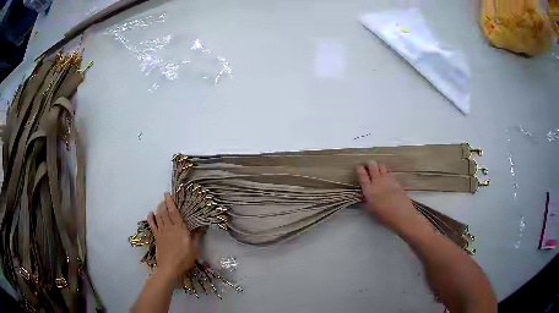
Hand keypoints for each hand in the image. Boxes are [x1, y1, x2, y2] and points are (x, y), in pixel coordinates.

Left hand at [147, 193, 203, 284]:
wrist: (169, 268)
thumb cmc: (184, 259)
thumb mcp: (195, 248)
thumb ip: (197, 236)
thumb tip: (203, 226)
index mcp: (179, 229)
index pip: (174, 212)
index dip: (171, 202)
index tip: (168, 194)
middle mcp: (169, 228)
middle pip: (164, 212)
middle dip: (163, 204)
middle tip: (164, 198)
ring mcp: (161, 232)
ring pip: (158, 217)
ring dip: (158, 209)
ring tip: (159, 204)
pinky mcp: (156, 238)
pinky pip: (152, 225)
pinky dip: (151, 219)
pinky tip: (150, 214)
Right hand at [356, 162, 422, 232]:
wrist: (402, 215)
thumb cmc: (385, 216)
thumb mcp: (371, 211)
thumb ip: (366, 202)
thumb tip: (364, 198)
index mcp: (369, 190)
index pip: (362, 175)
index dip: (360, 169)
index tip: (359, 167)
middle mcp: (378, 182)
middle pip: (373, 166)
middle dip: (370, 164)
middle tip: (368, 164)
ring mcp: (388, 180)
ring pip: (382, 166)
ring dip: (379, 166)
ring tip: (377, 168)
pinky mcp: (396, 181)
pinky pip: (390, 172)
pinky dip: (386, 171)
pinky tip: (386, 175)